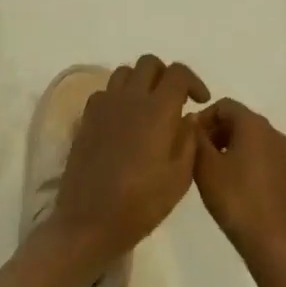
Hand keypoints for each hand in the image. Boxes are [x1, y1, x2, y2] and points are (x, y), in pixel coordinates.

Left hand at [49, 55, 209, 268]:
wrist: (89, 222)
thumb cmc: (141, 204)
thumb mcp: (179, 177)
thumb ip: (188, 140)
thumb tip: (187, 117)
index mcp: (157, 110)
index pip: (177, 73)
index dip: (193, 81)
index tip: (200, 101)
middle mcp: (129, 99)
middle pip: (149, 63)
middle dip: (166, 76)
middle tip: (174, 101)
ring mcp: (103, 106)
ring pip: (124, 73)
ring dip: (141, 82)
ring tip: (148, 108)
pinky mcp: (86, 119)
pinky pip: (105, 92)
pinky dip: (119, 97)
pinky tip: (124, 121)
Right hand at [193, 99, 285, 272]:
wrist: (276, 245)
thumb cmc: (236, 201)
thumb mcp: (205, 168)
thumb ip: (196, 139)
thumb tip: (194, 122)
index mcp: (254, 126)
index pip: (225, 105)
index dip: (205, 118)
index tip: (192, 141)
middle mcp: (277, 134)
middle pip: (243, 122)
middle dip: (220, 134)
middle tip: (203, 159)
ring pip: (259, 144)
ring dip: (238, 152)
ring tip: (222, 177)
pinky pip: (272, 165)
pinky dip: (256, 170)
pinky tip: (246, 194)